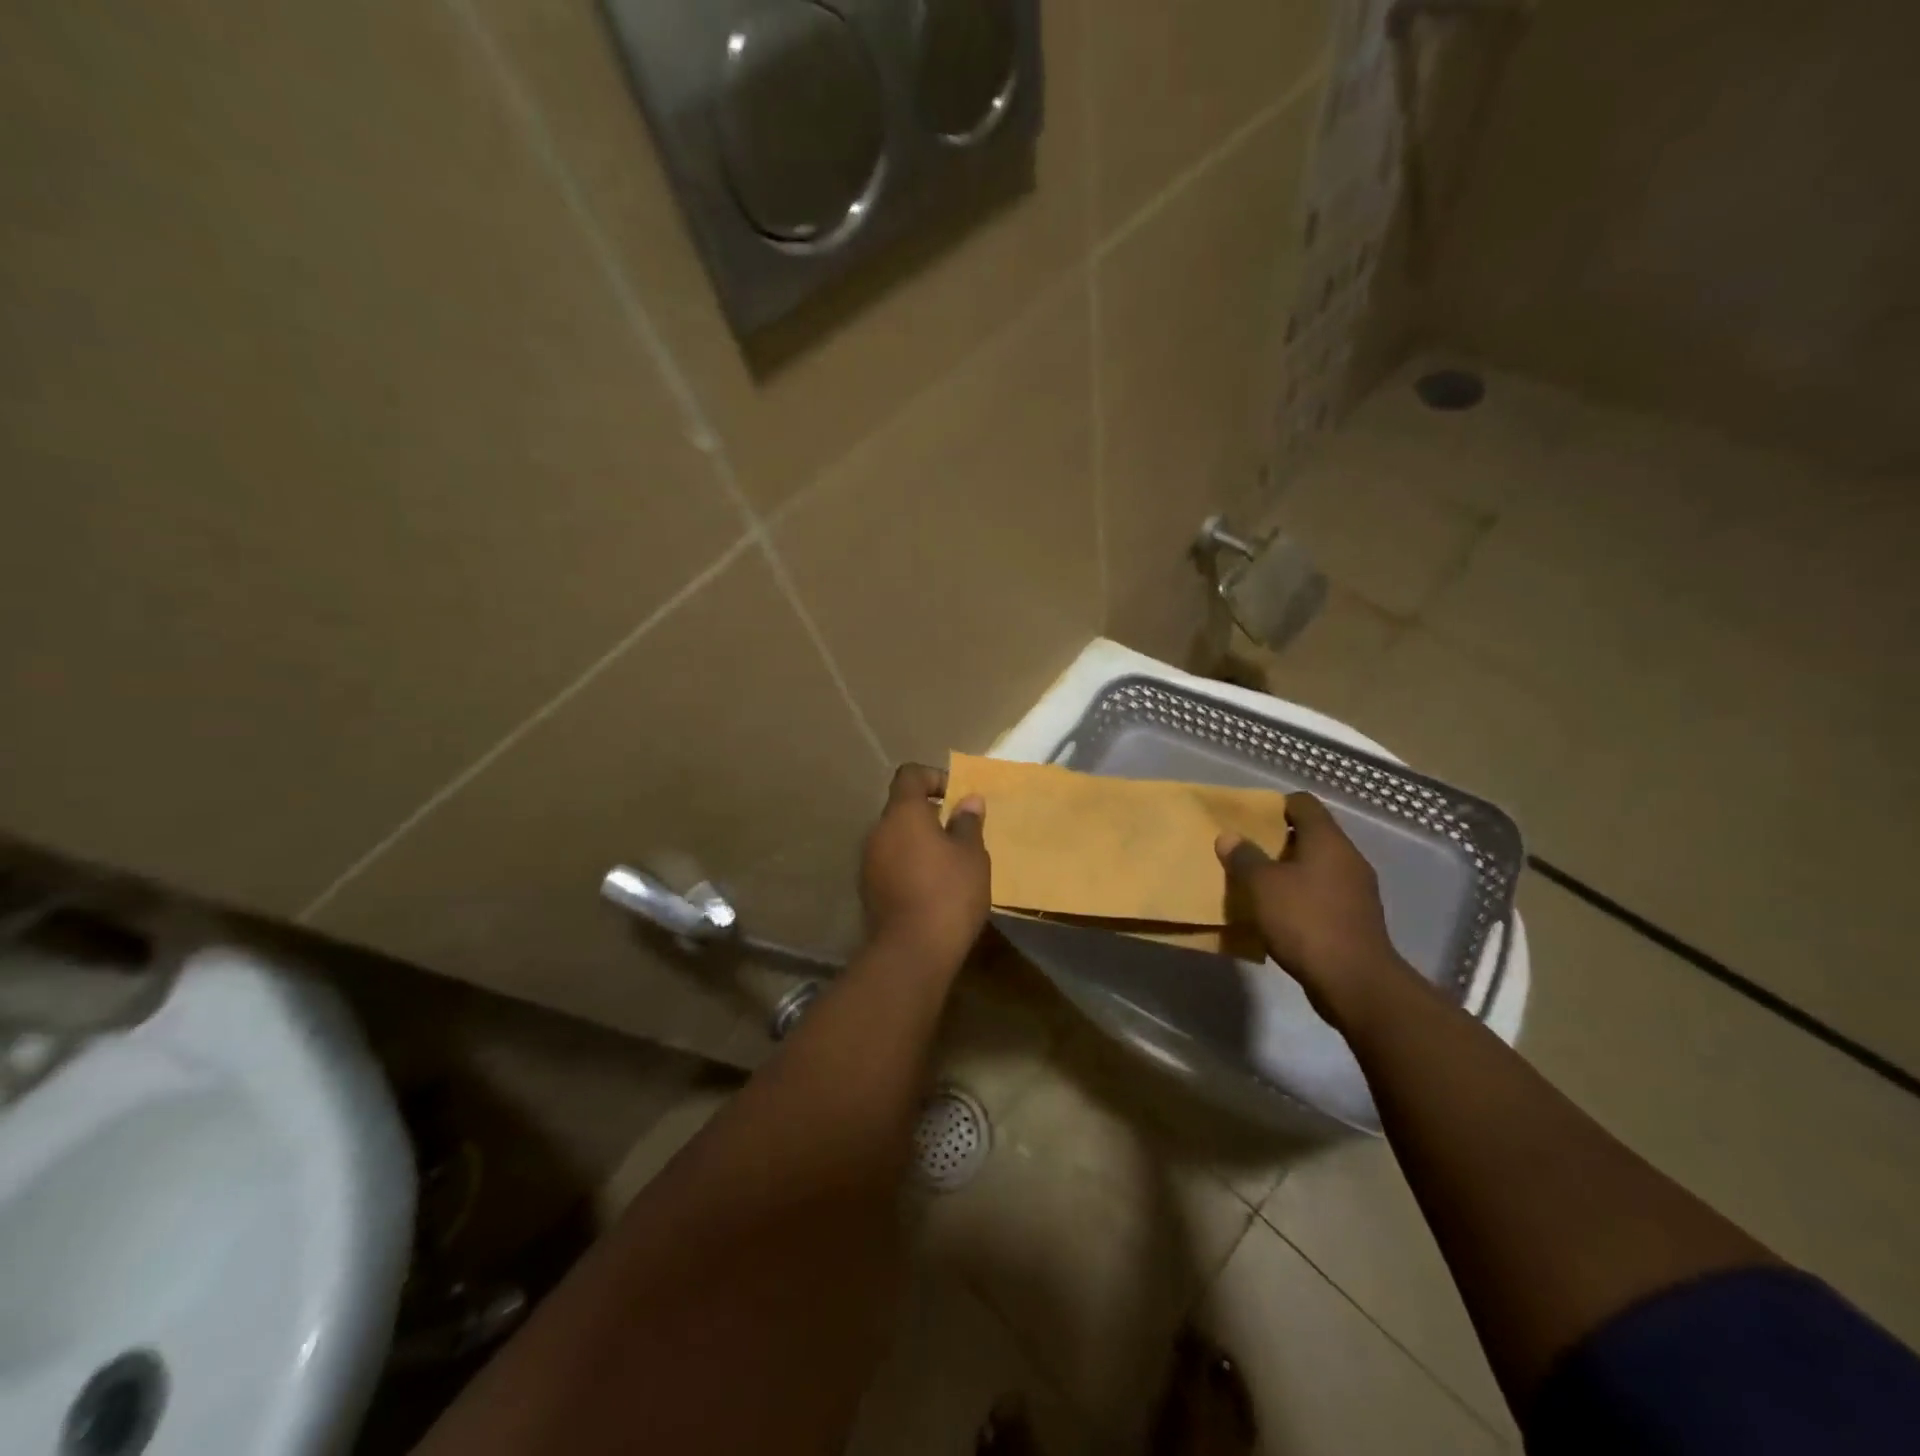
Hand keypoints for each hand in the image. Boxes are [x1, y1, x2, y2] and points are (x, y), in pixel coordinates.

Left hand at [860, 764, 989, 965]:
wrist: (912, 951)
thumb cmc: (949, 892)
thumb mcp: (972, 854)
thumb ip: (968, 823)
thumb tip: (969, 801)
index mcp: (903, 813)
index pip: (910, 774)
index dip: (934, 777)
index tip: (957, 798)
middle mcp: (879, 831)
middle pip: (902, 808)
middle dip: (930, 815)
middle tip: (960, 834)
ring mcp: (869, 862)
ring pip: (896, 838)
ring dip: (920, 843)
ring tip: (950, 865)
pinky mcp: (869, 890)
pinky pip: (891, 864)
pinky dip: (910, 866)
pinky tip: (933, 889)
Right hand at [1216, 793, 1410, 1022]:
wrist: (1355, 982)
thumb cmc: (1306, 921)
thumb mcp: (1262, 886)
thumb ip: (1244, 857)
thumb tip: (1229, 836)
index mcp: (1328, 841)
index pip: (1303, 804)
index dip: (1276, 806)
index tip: (1250, 820)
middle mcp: (1348, 858)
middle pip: (1311, 835)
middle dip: (1278, 842)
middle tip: (1247, 853)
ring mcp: (1357, 890)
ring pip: (1317, 867)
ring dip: (1289, 872)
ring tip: (1259, 885)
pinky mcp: (1357, 919)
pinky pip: (1324, 895)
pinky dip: (1302, 897)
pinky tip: (1280, 914)